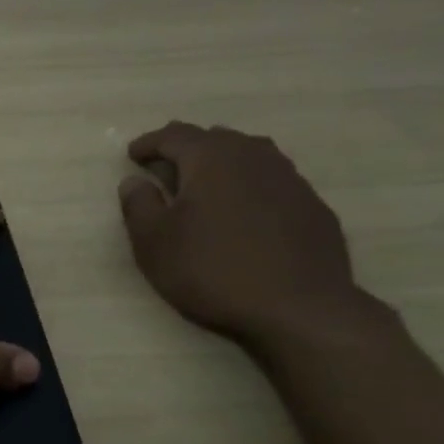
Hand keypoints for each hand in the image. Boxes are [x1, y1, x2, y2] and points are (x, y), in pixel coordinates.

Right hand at [119, 122, 382, 347]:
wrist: (298, 307)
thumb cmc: (212, 270)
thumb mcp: (154, 242)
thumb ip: (138, 205)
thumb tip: (134, 181)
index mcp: (211, 158)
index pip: (174, 135)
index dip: (149, 143)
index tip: (132, 155)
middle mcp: (253, 156)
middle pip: (215, 138)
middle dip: (186, 149)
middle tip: (166, 168)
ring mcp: (289, 178)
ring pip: (248, 155)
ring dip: (221, 164)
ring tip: (205, 185)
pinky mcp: (311, 205)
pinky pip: (271, 181)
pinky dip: (249, 187)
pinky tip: (243, 213)